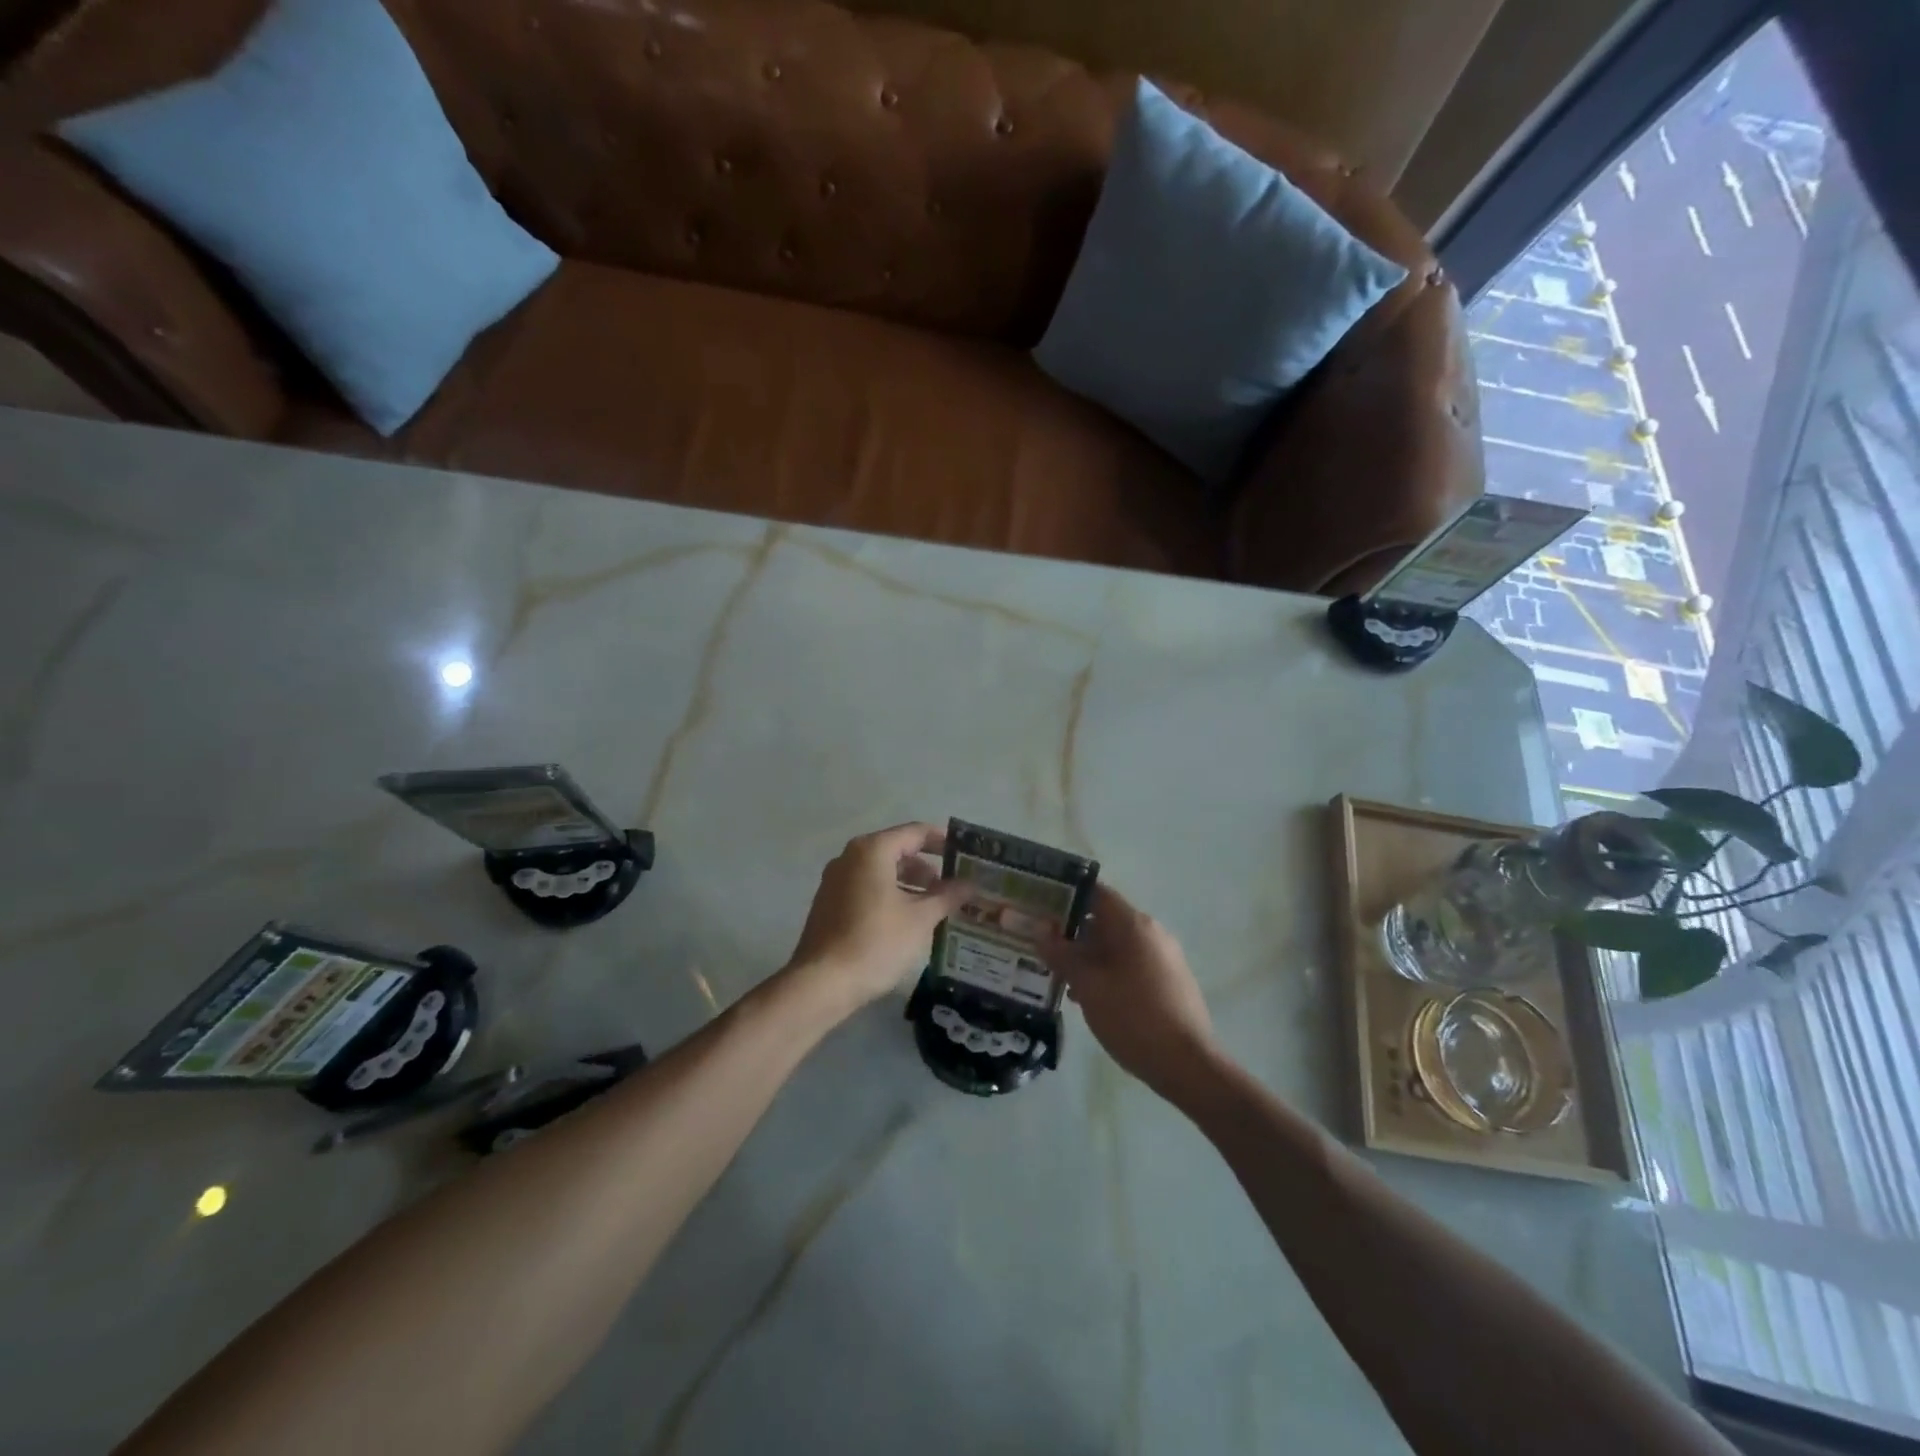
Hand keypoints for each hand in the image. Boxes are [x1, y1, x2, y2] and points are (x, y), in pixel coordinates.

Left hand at [784, 823, 970, 1013]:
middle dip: (928, 867)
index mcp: (872, 850)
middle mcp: (850, 857)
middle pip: (897, 850)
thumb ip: (947, 896)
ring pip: (881, 871)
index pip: (915, 832)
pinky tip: (908, 920)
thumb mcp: (920, 919)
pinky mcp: (829, 903)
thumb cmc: (876, 942)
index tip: (966, 854)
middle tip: (955, 886)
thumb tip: (971, 884)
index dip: (943, 841)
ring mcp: (835, 880)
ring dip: (910, 884)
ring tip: (936, 907)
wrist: (822, 983)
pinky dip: (890, 895)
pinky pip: (867, 887)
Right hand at [1048, 884, 1220, 1098]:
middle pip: (1105, 920)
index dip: (1066, 895)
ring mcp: (1164, 958)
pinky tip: (1088, 997)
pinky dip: (1107, 972)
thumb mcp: (1088, 986)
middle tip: (1041, 946)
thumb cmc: (1133, 1017)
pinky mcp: (1169, 981)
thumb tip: (1041, 930)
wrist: (1188, 1065)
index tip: (1041, 907)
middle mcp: (1152, 933)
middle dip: (1072, 932)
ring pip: (1116, 946)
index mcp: (1133, 925)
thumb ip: (1062, 955)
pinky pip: (1131, 964)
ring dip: (1088, 956)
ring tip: (1058, 976)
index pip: (1095, 893)